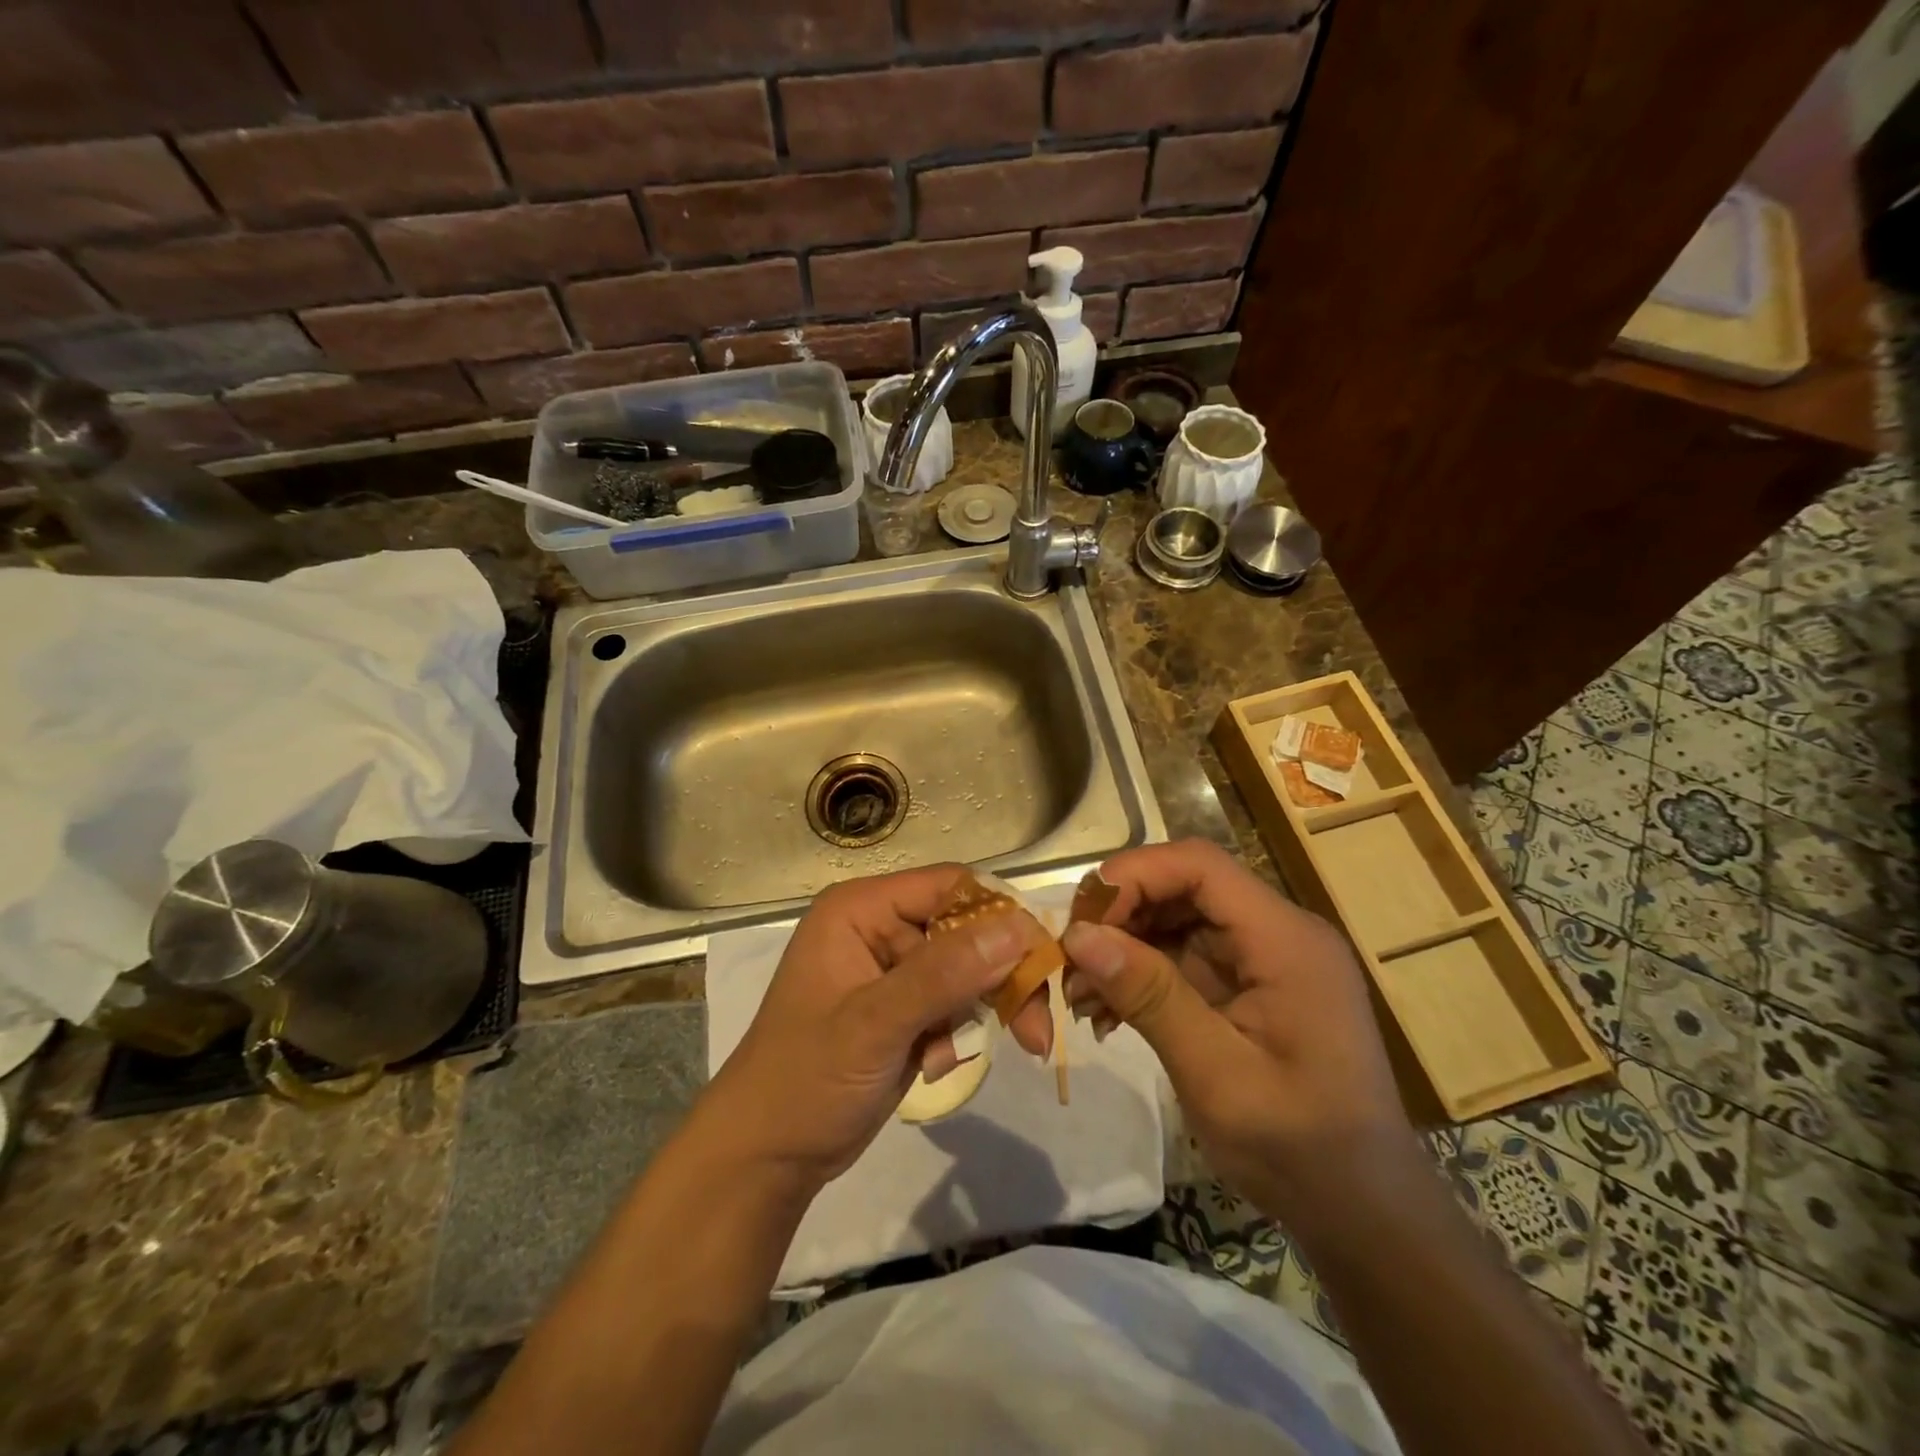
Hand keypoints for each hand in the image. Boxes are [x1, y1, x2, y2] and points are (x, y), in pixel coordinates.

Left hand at [706, 864, 1053, 1192]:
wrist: (768, 1156)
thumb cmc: (806, 1079)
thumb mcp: (875, 1024)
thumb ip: (946, 973)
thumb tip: (1020, 927)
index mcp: (862, 909)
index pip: (951, 887)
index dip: (1001, 916)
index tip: (1042, 962)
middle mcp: (880, 927)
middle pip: (967, 930)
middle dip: (999, 979)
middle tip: (1036, 1031)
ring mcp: (893, 969)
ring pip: (968, 970)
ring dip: (979, 1013)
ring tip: (956, 1058)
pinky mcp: (903, 1007)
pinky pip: (954, 1004)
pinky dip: (955, 1035)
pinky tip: (931, 1066)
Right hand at [1061, 839, 1420, 1227]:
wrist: (1362, 1212)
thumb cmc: (1299, 1148)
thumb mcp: (1217, 1075)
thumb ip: (1150, 996)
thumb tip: (1078, 935)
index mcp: (1285, 939)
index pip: (1199, 866)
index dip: (1134, 876)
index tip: (1081, 920)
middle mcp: (1277, 932)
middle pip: (1184, 886)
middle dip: (1121, 914)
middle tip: (1070, 959)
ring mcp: (1263, 958)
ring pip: (1177, 919)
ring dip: (1124, 947)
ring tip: (1080, 994)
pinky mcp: (1249, 985)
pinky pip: (1185, 956)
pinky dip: (1142, 975)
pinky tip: (1107, 1011)